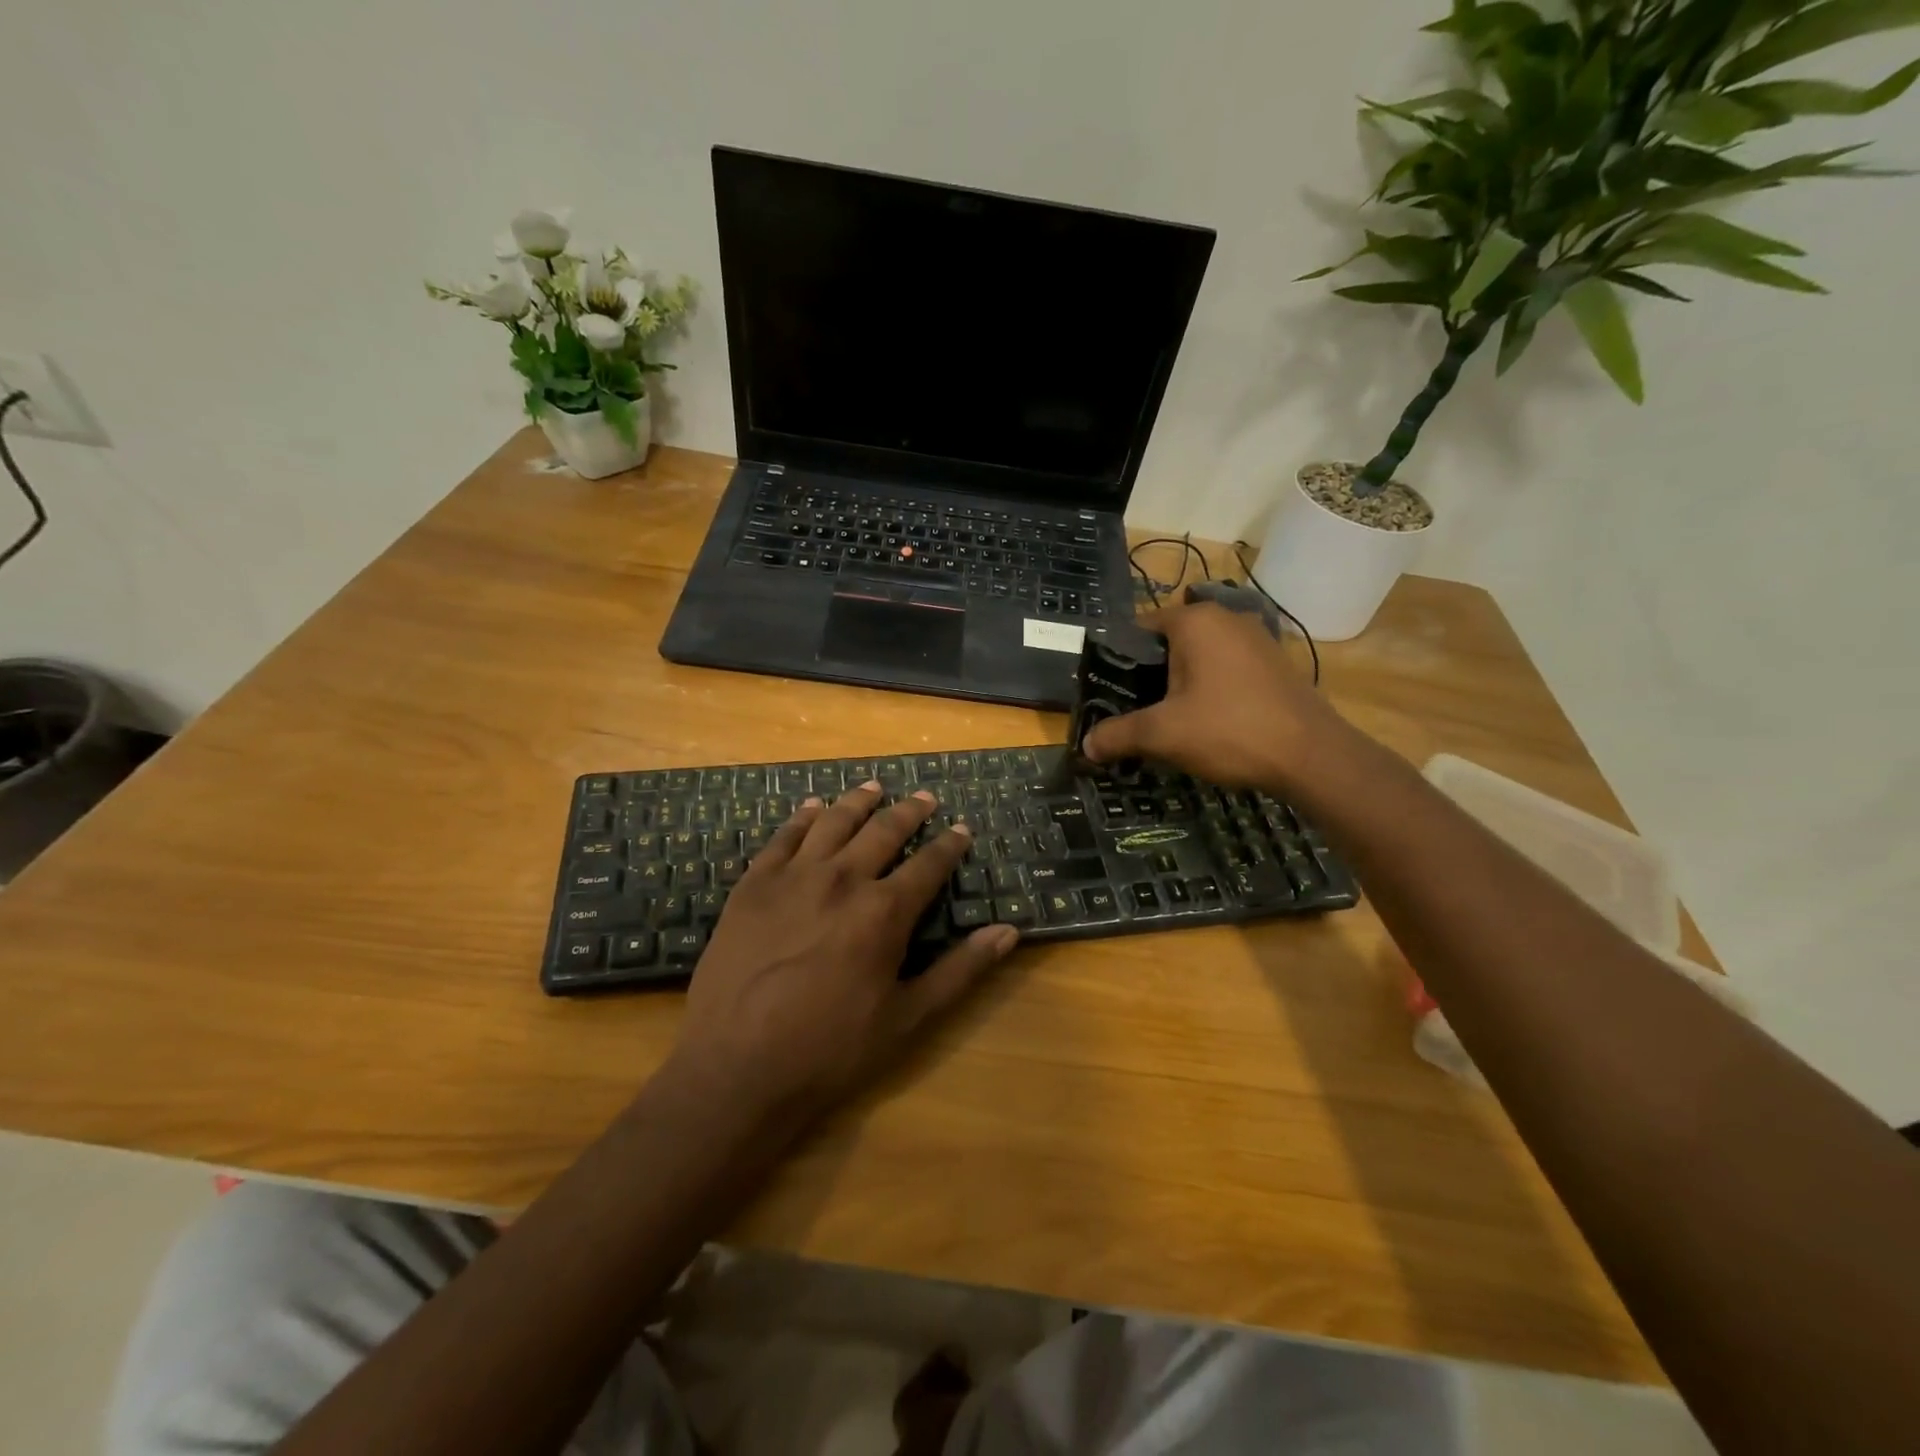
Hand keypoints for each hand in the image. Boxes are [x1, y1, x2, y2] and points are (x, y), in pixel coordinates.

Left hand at [666, 784, 1019, 1122]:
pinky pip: (783, 836)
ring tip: (874, 785)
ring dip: (858, 801)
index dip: (949, 844)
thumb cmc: (829, 1050)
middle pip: (883, 831)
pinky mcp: (753, 884)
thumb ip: (960, 971)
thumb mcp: (907, 1019)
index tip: (961, 828)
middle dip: (909, 811)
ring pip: (834, 821)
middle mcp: (843, 879)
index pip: (929, 864)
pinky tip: (812, 807)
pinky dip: (802, 817)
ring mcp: (793, 876)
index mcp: (884, 912)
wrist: (736, 1067)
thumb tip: (1009, 932)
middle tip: (924, 797)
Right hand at [1083, 602, 1344, 792]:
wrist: (1312, 756)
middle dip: (1149, 675)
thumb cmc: (1229, 730)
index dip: (1118, 660)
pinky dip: (1210, 689)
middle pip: (1169, 643)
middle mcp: (1226, 619)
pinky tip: (1206, 722)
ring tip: (1165, 719)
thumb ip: (1119, 734)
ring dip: (1180, 684)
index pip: (1139, 628)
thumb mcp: (1163, 734)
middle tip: (1132, 710)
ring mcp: (1256, 639)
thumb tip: (1085, 746)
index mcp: (1195, 621)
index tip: (1107, 691)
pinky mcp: (1275, 664)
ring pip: (1200, 657)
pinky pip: (1227, 669)